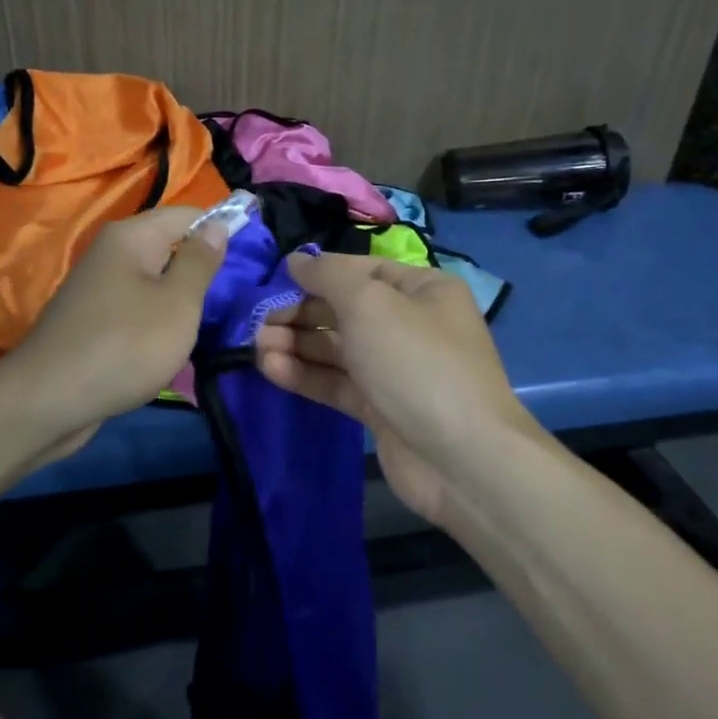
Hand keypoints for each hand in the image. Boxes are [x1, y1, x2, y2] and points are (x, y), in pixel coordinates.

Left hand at [0, 205, 228, 461]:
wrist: (48, 401)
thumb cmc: (125, 346)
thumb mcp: (178, 303)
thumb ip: (200, 261)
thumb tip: (218, 223)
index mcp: (132, 236)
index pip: (189, 214)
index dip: (222, 229)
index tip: (254, 257)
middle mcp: (111, 251)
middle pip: (170, 245)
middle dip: (203, 267)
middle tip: (238, 295)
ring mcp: (98, 285)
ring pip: (155, 279)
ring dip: (182, 297)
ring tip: (213, 320)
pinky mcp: (92, 318)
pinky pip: (137, 305)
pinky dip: (158, 318)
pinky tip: (174, 341)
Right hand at [254, 253, 532, 520]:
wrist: (460, 458)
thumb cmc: (415, 361)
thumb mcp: (369, 303)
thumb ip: (327, 276)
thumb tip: (297, 261)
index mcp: (421, 289)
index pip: (360, 270)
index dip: (317, 273)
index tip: (274, 280)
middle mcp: (410, 324)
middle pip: (344, 310)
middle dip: (300, 313)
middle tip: (259, 322)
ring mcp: (395, 369)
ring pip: (336, 348)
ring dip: (296, 345)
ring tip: (257, 347)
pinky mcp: (380, 408)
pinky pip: (337, 382)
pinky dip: (305, 375)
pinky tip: (271, 370)